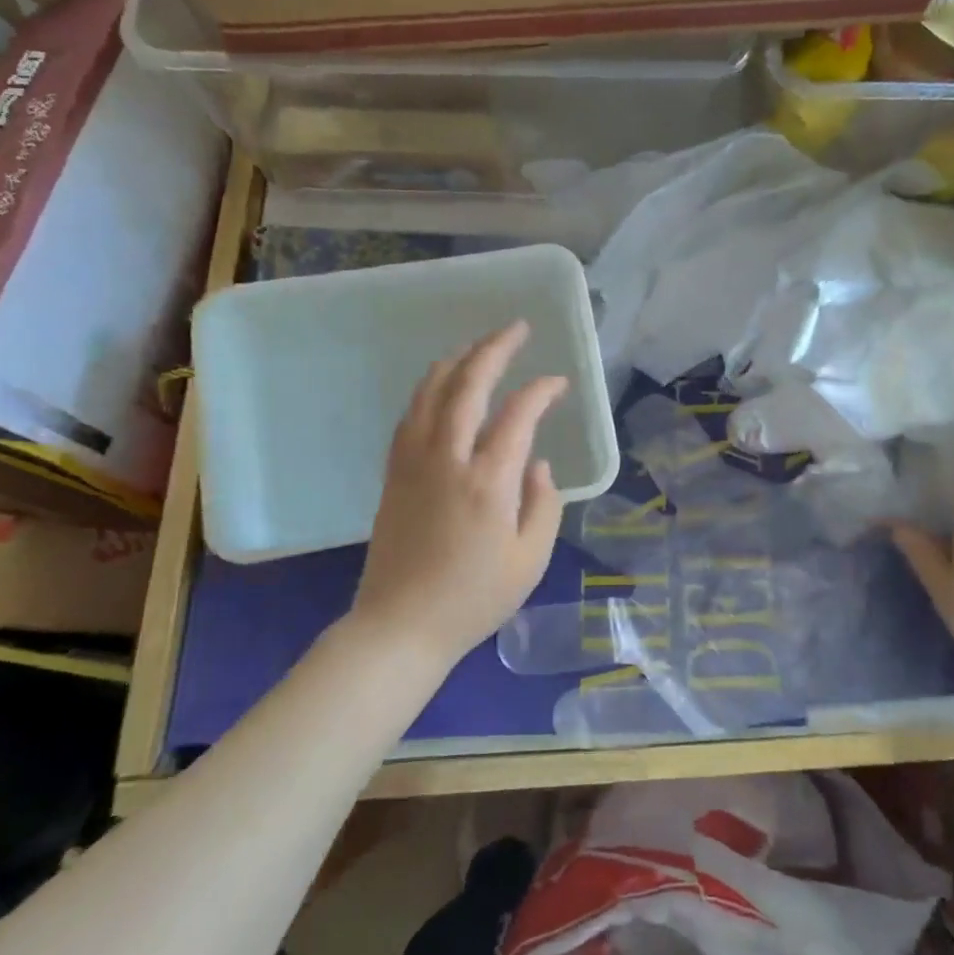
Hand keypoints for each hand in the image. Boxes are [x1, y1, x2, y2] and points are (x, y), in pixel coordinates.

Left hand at [353, 322, 565, 664]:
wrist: (400, 626)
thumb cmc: (473, 599)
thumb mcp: (530, 560)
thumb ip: (544, 505)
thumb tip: (539, 464)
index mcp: (488, 482)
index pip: (518, 414)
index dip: (541, 390)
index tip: (559, 383)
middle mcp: (447, 459)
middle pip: (468, 385)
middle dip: (494, 349)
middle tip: (516, 328)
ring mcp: (414, 463)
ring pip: (431, 392)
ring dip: (457, 361)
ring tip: (478, 345)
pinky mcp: (394, 473)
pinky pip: (410, 415)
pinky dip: (429, 389)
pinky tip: (441, 385)